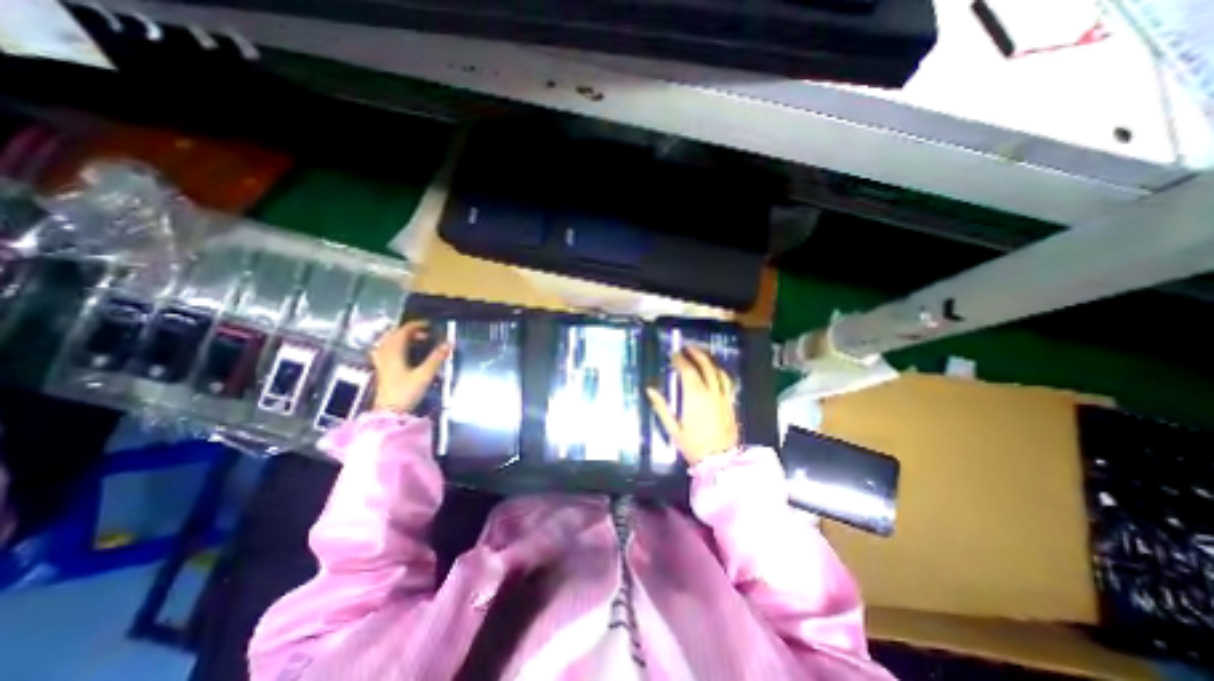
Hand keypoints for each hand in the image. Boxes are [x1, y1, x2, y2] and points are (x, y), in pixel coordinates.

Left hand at [374, 322, 451, 412]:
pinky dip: (397, 346)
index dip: (418, 325)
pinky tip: (404, 352)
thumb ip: (436, 358)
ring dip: (403, 338)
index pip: (404, 331)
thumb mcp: (425, 375)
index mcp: (394, 351)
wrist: (389, 412)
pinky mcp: (382, 369)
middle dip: (411, 331)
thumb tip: (449, 343)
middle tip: (427, 334)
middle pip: (395, 334)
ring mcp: (382, 361)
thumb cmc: (406, 392)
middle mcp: (386, 353)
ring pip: (390, 342)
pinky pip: (387, 350)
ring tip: (417, 341)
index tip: (431, 325)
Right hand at [643, 348, 740, 463]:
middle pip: (705, 366)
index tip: (674, 354)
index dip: (680, 360)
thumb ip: (662, 407)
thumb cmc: (693, 445)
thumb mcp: (673, 428)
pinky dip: (720, 372)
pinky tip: (716, 371)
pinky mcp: (731, 403)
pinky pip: (727, 382)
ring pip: (718, 371)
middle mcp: (710, 392)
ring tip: (701, 355)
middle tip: (688, 347)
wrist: (720, 460)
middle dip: (696, 354)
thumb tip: (650, 390)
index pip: (688, 371)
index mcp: (694, 397)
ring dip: (709, 360)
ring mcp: (723, 397)